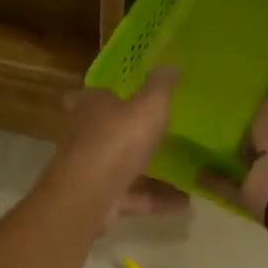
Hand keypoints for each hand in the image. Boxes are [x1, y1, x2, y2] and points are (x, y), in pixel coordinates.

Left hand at [50, 69, 189, 222]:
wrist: (90, 193)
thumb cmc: (117, 139)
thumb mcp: (149, 106)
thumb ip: (161, 87)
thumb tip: (172, 65)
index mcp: (90, 106)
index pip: (89, 95)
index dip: (104, 95)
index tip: (122, 97)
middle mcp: (83, 135)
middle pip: (103, 131)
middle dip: (126, 134)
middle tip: (157, 135)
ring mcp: (89, 170)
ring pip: (120, 167)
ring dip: (148, 172)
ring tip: (182, 174)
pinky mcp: (99, 198)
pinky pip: (133, 196)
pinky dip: (156, 199)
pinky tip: (184, 203)